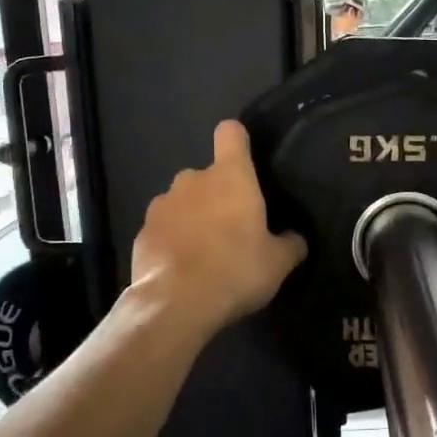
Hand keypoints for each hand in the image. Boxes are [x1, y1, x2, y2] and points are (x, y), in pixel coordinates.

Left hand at [130, 120, 306, 335]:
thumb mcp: (278, 263)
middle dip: (217, 195)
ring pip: (182, 202)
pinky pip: (163, 228)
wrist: (176, 304)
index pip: (230, 133)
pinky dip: (172, 241)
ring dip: (193, 218)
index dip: (238, 141)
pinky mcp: (142, 232)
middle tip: (232, 229)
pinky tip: (182, 269)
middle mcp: (192, 180)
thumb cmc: (236, 271)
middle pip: (207, 175)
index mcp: (231, 177)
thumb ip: (290, 244)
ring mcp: (162, 205)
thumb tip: (295, 238)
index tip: (245, 159)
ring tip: (205, 252)